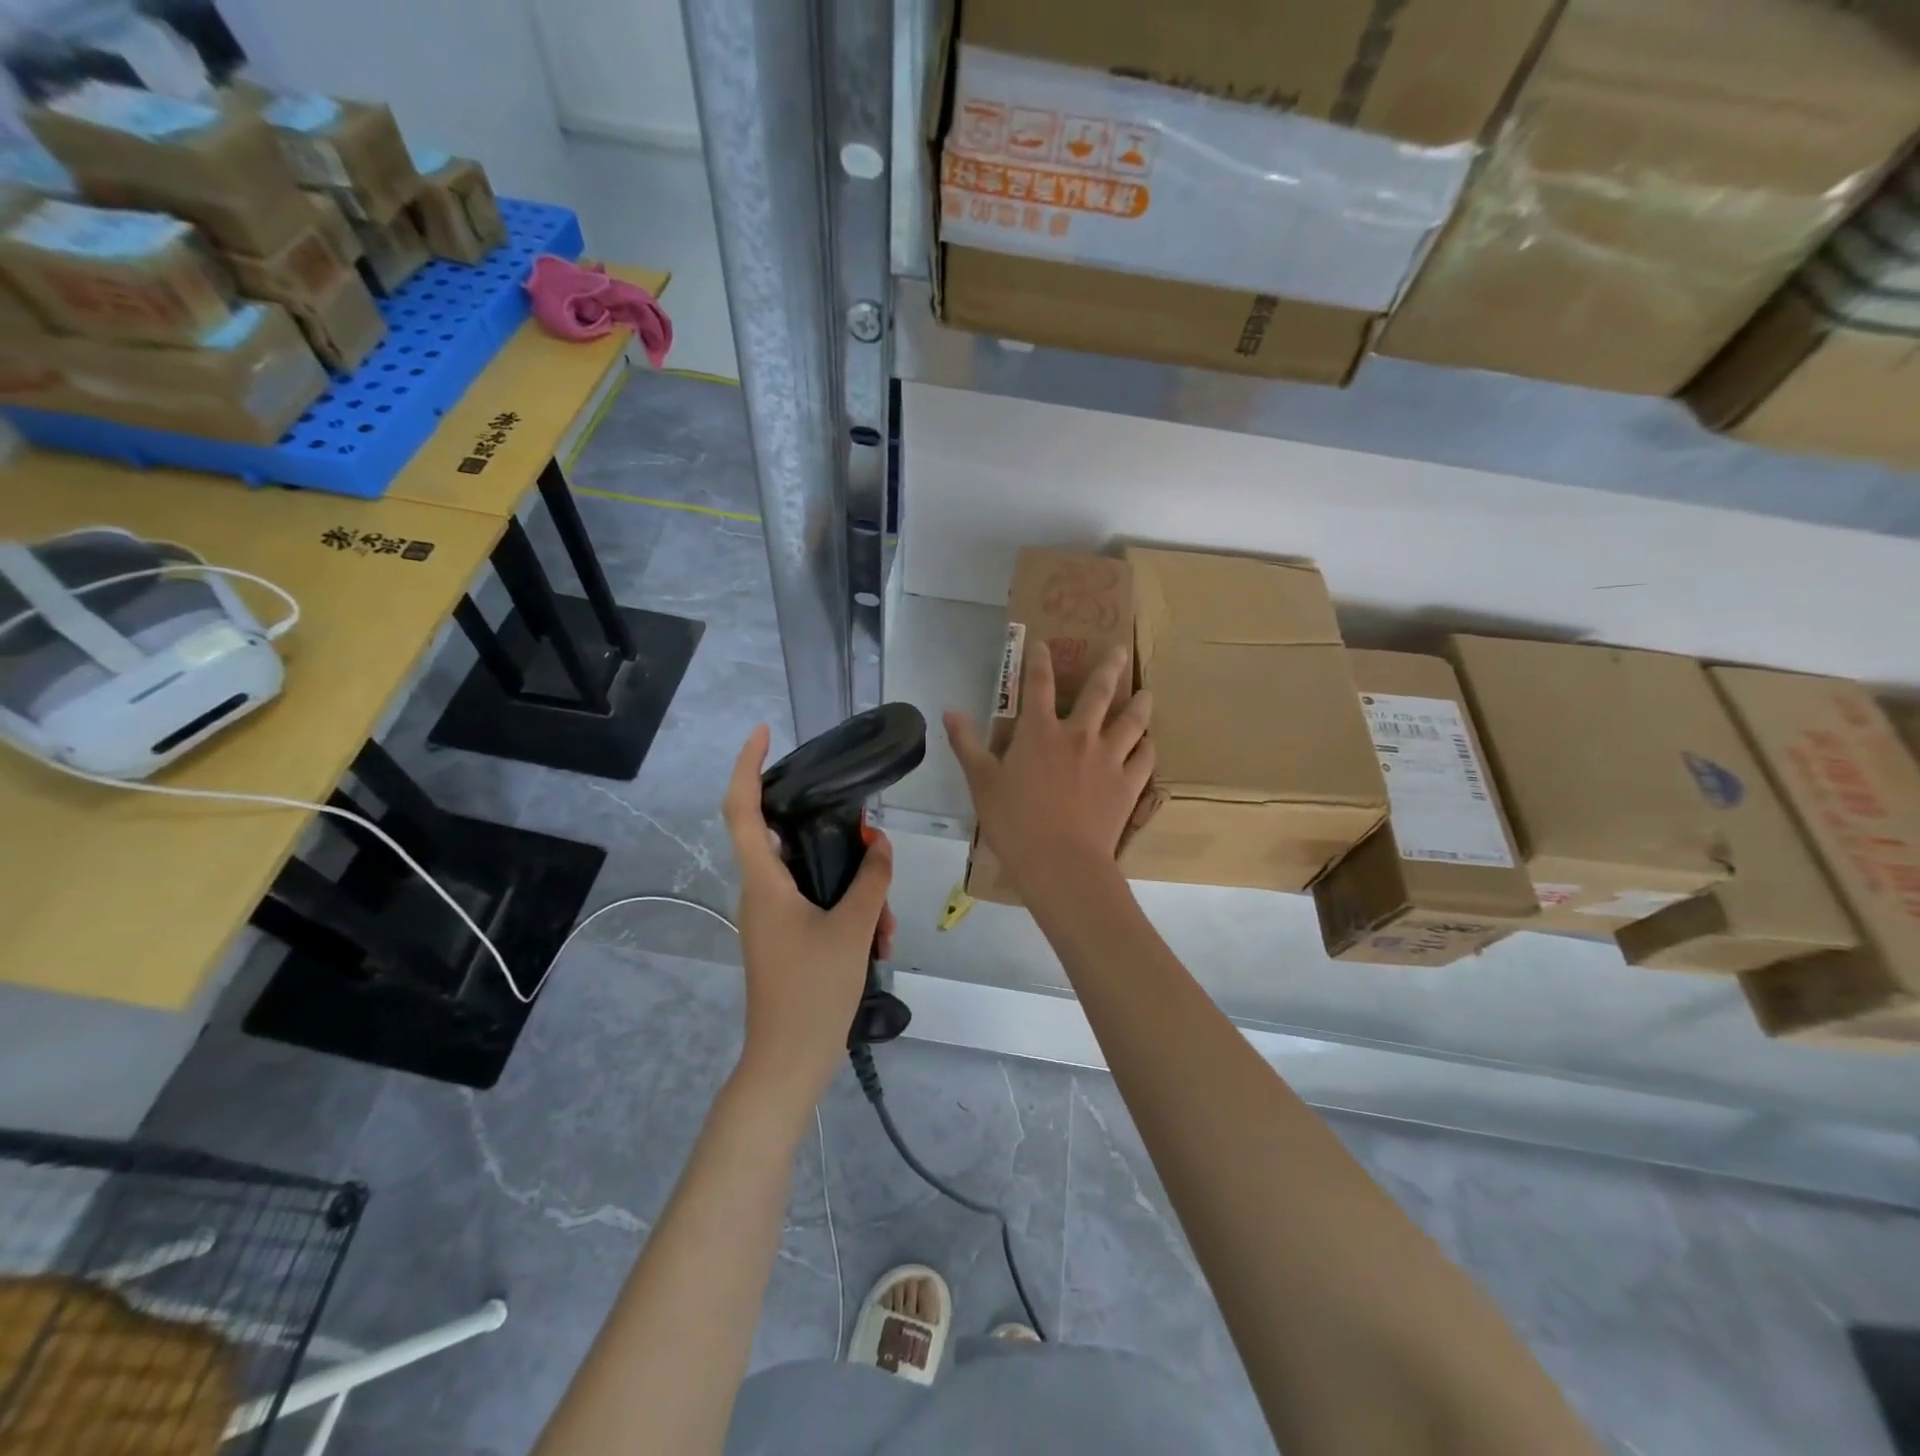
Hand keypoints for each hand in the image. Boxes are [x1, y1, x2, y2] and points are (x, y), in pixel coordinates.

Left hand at [722, 724, 894, 1110]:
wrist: (788, 1064)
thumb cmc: (812, 992)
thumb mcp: (852, 929)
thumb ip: (869, 879)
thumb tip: (878, 841)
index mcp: (763, 882)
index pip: (741, 809)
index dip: (747, 765)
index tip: (763, 732)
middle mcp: (760, 894)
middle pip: (790, 841)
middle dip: (836, 842)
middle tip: (871, 850)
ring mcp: (771, 919)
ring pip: (813, 879)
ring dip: (853, 891)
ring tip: (884, 925)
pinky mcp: (784, 939)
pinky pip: (816, 907)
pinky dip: (848, 914)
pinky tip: (877, 941)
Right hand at [945, 643, 1153, 898]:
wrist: (1060, 862)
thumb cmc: (1014, 822)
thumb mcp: (981, 782)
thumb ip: (966, 744)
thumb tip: (950, 711)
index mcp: (1039, 732)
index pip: (1039, 684)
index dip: (1039, 660)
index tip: (1044, 644)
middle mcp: (1079, 735)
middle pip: (1099, 692)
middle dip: (1109, 668)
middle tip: (1121, 651)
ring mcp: (1108, 758)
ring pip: (1131, 721)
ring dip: (1139, 703)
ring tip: (1146, 692)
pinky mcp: (1128, 784)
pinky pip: (1144, 758)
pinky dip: (1147, 747)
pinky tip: (1148, 743)